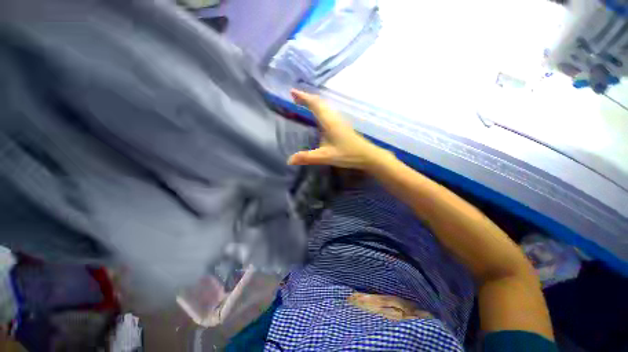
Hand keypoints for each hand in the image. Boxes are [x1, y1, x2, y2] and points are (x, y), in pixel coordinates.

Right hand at [287, 90, 389, 169]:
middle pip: (320, 102)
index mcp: (329, 122)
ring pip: (325, 106)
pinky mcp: (342, 125)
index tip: (293, 92)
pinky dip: (320, 108)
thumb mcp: (325, 157)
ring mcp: (339, 120)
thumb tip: (289, 160)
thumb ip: (307, 158)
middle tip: (295, 96)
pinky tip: (319, 115)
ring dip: (314, 102)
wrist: (367, 155)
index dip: (303, 97)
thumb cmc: (347, 154)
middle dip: (307, 98)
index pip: (315, 105)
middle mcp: (334, 117)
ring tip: (304, 102)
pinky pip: (328, 111)